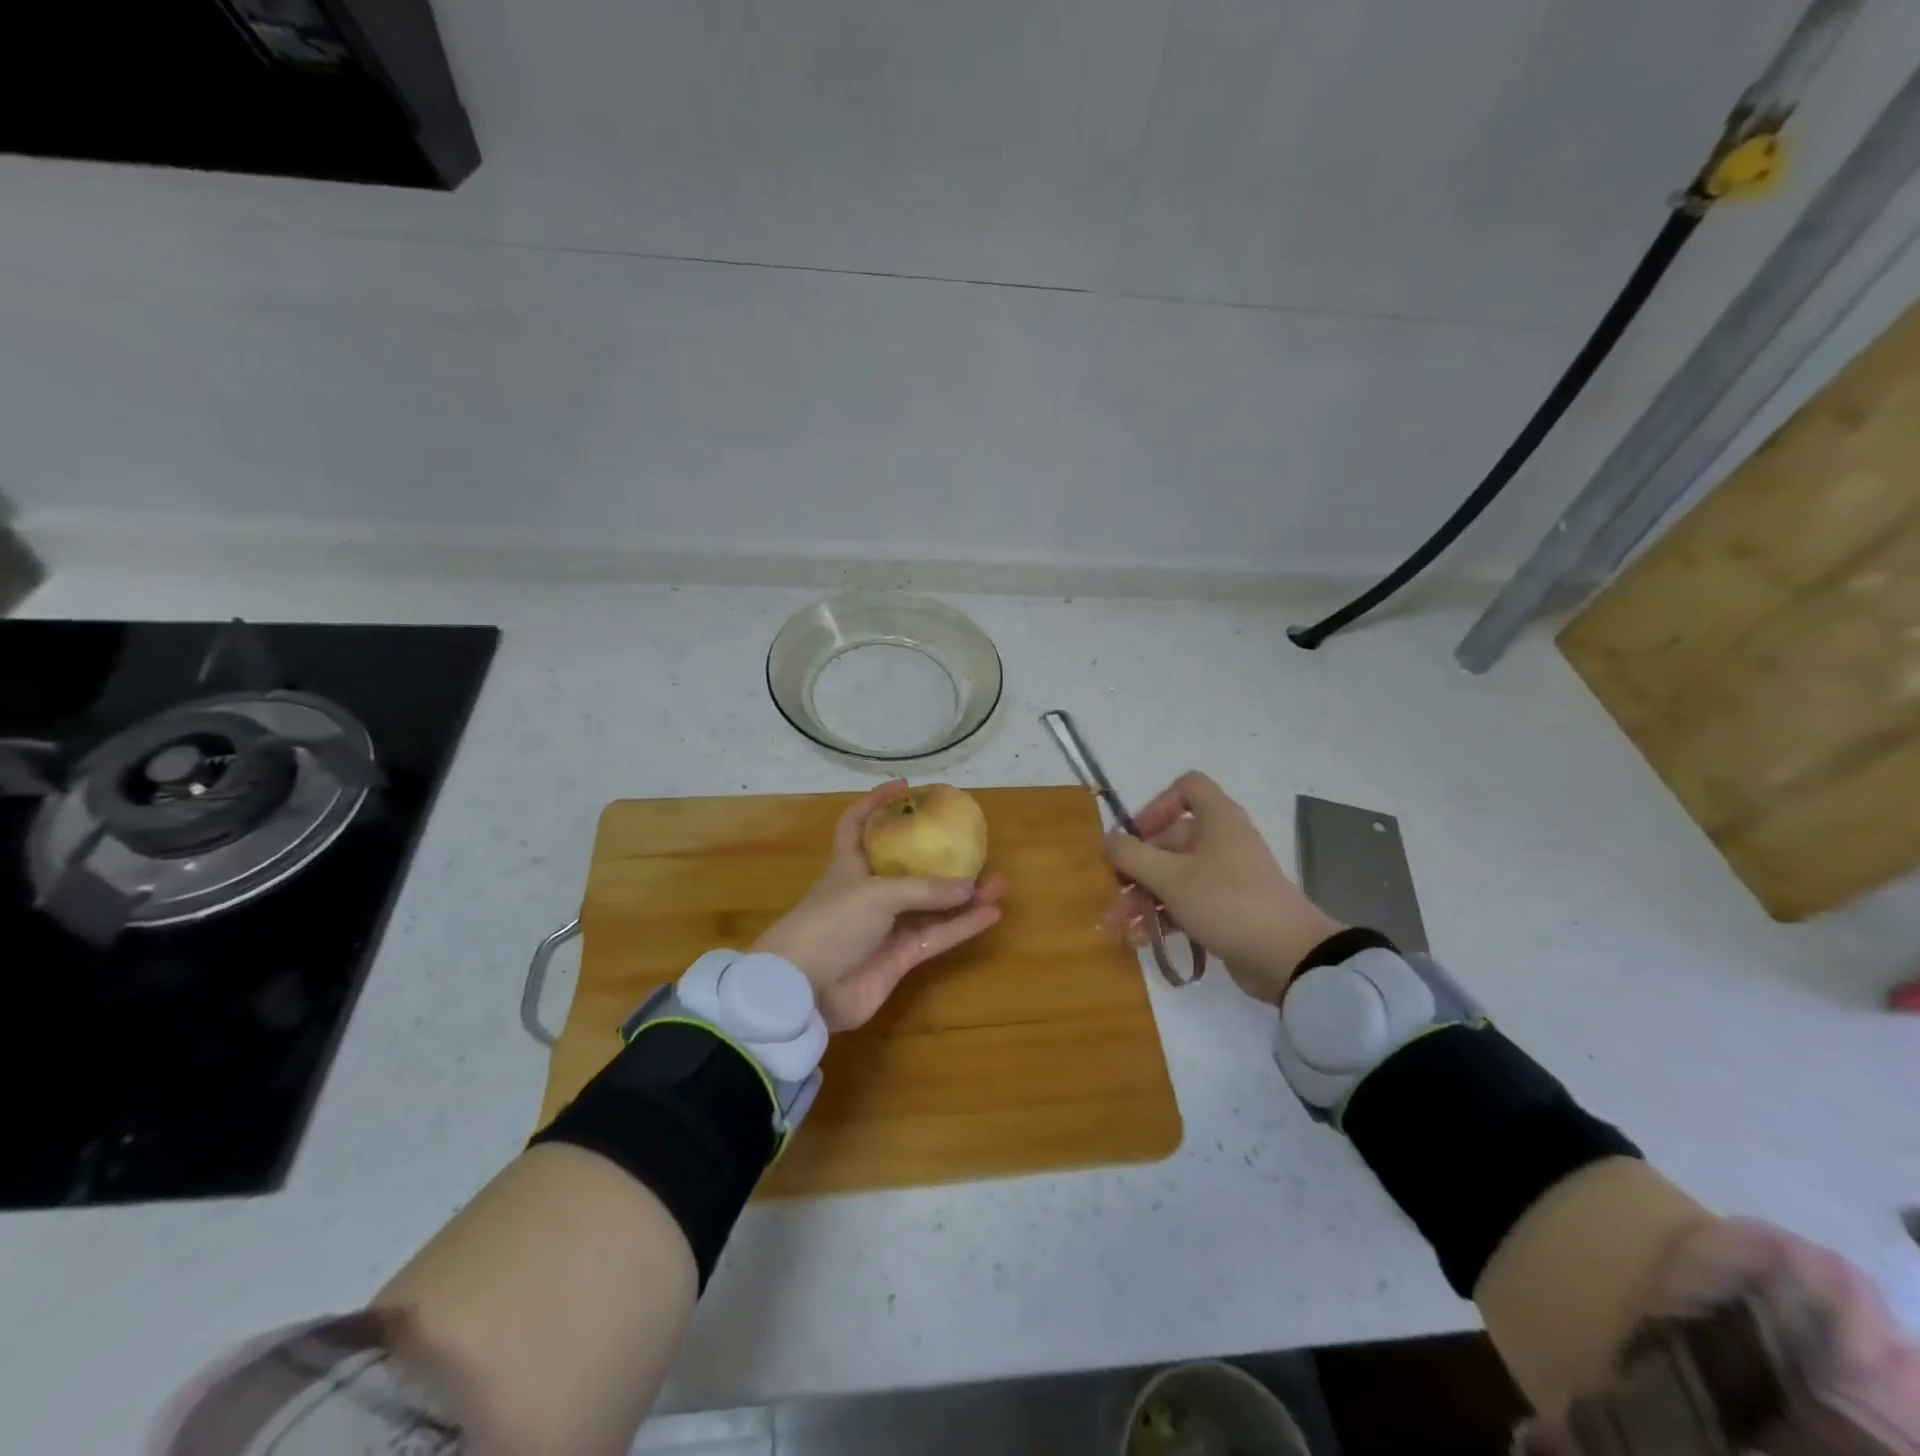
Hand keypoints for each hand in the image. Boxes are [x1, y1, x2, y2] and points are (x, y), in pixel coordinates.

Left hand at [754, 780, 1007, 1030]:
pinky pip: (936, 936)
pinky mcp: (898, 960)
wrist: (805, 992)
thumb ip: (924, 890)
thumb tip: (970, 887)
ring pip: (931, 906)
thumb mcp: (876, 893)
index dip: (876, 803)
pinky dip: (962, 926)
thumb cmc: (830, 924)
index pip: (856, 824)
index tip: (905, 787)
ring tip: (999, 883)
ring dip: (963, 896)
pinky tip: (991, 913)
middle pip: (908, 868)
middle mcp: (867, 893)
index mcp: (849, 865)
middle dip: (940, 857)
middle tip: (973, 845)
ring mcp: (884, 928)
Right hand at [1100, 771, 1344, 1004]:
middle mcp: (1221, 840)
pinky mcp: (1228, 908)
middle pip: (1170, 839)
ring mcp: (1226, 876)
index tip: (1137, 834)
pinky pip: (1187, 902)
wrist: (1288, 957)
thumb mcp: (1170, 876)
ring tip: (1117, 924)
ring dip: (1142, 896)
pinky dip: (1163, 915)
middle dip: (1135, 867)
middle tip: (1111, 892)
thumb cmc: (1226, 901)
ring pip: (1174, 875)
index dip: (1158, 804)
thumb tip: (1108, 839)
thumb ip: (1132, 855)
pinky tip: (1140, 939)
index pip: (1188, 787)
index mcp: (1216, 819)